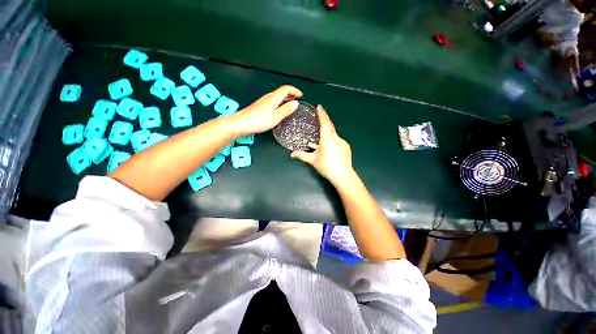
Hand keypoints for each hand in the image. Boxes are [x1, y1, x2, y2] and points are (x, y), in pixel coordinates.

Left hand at [230, 85, 301, 135]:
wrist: (241, 123)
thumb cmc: (260, 120)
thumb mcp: (276, 117)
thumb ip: (286, 110)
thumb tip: (296, 103)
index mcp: (273, 98)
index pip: (286, 89)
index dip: (294, 90)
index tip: (301, 95)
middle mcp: (268, 97)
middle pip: (281, 91)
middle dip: (291, 94)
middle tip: (297, 100)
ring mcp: (263, 101)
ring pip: (277, 96)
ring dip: (285, 98)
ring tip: (291, 104)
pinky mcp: (259, 106)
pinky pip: (273, 101)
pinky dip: (280, 102)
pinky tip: (280, 109)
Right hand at [291, 105, 354, 185]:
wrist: (343, 176)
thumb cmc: (327, 166)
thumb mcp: (313, 160)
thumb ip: (302, 155)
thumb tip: (292, 154)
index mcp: (328, 138)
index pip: (325, 122)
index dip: (322, 114)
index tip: (319, 107)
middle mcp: (336, 137)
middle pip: (330, 127)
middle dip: (324, 121)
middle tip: (319, 118)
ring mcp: (342, 142)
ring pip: (333, 134)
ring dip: (327, 134)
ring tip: (320, 140)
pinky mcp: (346, 147)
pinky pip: (338, 140)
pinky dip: (332, 141)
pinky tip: (329, 149)